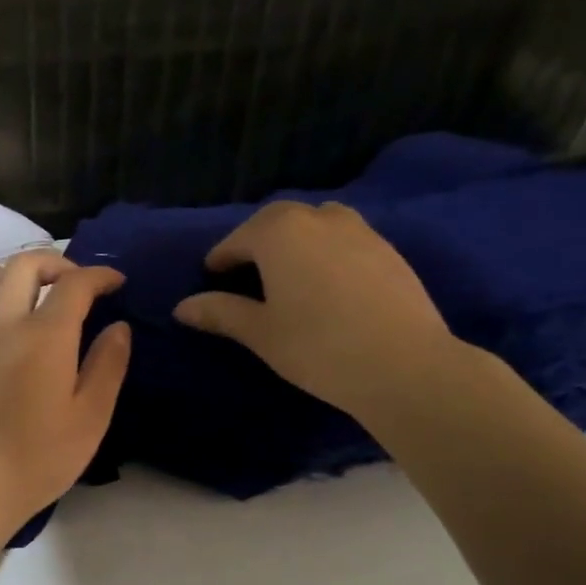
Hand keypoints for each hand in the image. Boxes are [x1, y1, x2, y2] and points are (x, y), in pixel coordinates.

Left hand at [0, 252, 131, 530]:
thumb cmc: (42, 455)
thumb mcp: (93, 415)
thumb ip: (108, 365)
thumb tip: (117, 327)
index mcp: (45, 336)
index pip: (75, 284)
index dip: (99, 275)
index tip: (115, 284)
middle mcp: (2, 327)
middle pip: (20, 267)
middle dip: (51, 262)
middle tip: (68, 282)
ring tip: (5, 288)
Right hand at [173, 201, 458, 417]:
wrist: (404, 365)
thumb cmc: (317, 346)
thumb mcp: (260, 332)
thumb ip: (220, 312)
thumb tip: (182, 307)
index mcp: (280, 233)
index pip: (239, 238)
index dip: (221, 257)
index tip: (212, 274)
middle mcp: (319, 219)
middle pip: (279, 220)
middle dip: (257, 240)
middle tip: (246, 270)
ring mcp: (361, 231)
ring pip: (317, 223)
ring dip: (296, 239)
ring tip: (288, 271)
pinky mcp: (390, 251)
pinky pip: (346, 239)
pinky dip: (327, 251)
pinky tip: (328, 283)